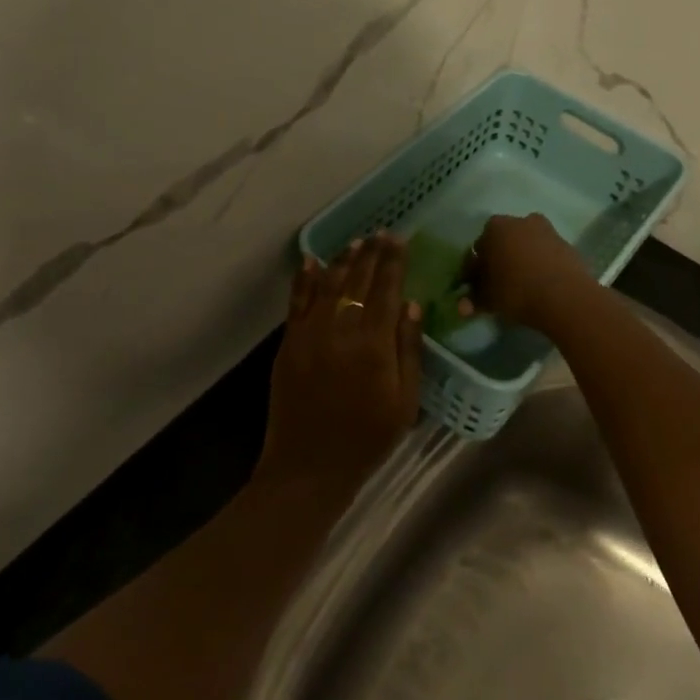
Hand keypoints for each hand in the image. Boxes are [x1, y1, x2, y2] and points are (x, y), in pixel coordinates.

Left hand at [262, 234, 423, 492]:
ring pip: (328, 285)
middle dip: (371, 254)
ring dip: (342, 260)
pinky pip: (297, 302)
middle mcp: (340, 330)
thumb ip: (408, 350)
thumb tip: (411, 305)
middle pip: (358, 281)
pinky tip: (312, 262)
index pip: (386, 291)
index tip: (399, 239)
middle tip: (380, 233)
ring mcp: (310, 334)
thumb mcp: (404, 402)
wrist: (309, 466)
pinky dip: (304, 279)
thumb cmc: (366, 439)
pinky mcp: (289, 344)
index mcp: (373, 345)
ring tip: (355, 242)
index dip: (393, 263)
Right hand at [468, 213, 596, 329]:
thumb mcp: (488, 298)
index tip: (477, 285)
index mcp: (495, 228)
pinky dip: (540, 265)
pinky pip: (546, 254)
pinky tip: (540, 285)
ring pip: (526, 246)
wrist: (565, 296)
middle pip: (504, 242)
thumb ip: (473, 299)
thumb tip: (462, 306)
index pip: (478, 248)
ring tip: (521, 285)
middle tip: (498, 284)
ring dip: (521, 260)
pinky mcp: (566, 245)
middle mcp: (520, 221)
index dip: (475, 268)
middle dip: (499, 259)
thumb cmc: (517, 291)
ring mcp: (547, 231)